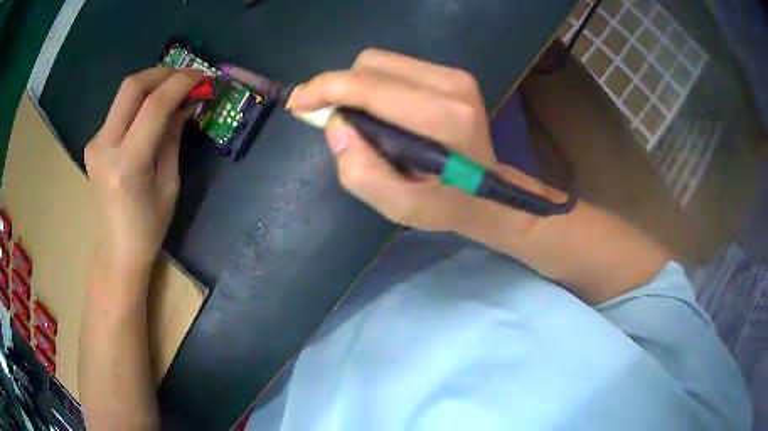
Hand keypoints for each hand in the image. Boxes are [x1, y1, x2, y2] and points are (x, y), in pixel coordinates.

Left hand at [84, 68, 202, 275]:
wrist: (116, 251)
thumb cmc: (148, 227)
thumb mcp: (169, 184)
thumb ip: (173, 137)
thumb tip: (186, 104)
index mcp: (127, 165)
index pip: (154, 106)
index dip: (180, 83)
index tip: (201, 76)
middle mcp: (105, 148)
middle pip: (131, 87)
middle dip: (162, 73)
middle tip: (184, 77)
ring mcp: (95, 144)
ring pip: (124, 94)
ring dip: (151, 84)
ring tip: (172, 91)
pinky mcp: (93, 144)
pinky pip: (119, 110)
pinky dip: (139, 102)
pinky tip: (152, 111)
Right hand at [286, 49, 496, 231]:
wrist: (488, 193)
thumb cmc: (445, 204)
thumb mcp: (401, 208)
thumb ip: (362, 173)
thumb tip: (334, 125)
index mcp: (444, 119)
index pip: (370, 85)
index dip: (325, 89)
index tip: (298, 104)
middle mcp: (452, 86)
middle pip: (371, 65)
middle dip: (339, 88)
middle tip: (331, 120)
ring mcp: (455, 75)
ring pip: (380, 60)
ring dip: (356, 86)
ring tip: (359, 119)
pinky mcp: (452, 73)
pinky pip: (394, 66)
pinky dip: (374, 84)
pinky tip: (380, 110)